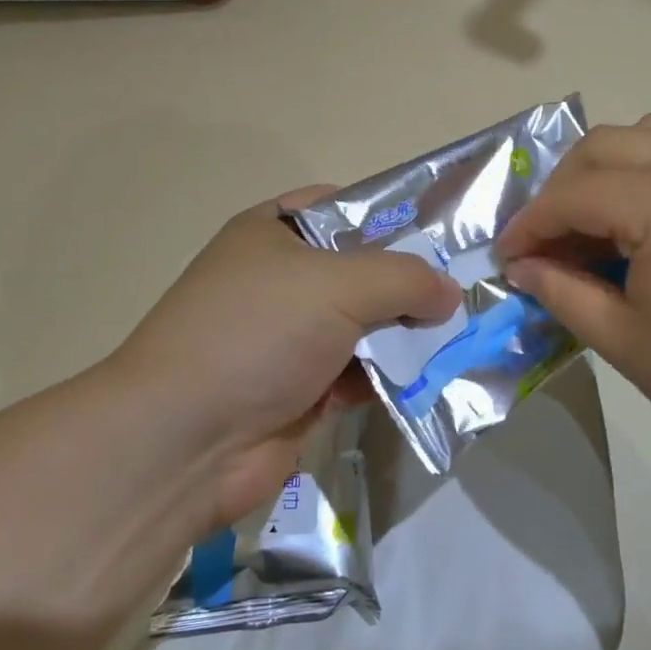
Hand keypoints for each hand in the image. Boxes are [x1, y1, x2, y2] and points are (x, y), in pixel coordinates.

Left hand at [100, 188, 460, 528]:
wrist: (184, 442)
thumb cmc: (257, 333)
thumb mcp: (337, 284)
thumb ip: (404, 278)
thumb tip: (449, 292)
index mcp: (273, 234)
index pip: (342, 208)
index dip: (392, 216)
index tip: (444, 232)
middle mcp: (280, 281)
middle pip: (361, 270)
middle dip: (410, 281)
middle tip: (466, 289)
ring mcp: (290, 339)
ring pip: (366, 325)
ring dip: (407, 334)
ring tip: (463, 334)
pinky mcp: (302, 390)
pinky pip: (360, 374)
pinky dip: (392, 376)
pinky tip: (434, 378)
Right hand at [496, 114, 650, 473]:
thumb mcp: (623, 340)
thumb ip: (561, 291)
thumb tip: (522, 265)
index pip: (575, 195)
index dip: (530, 225)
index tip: (505, 258)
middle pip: (604, 147)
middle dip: (561, 190)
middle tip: (544, 243)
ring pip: (646, 134)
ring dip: (605, 168)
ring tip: (592, 222)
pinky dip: (648, 168)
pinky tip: (642, 219)